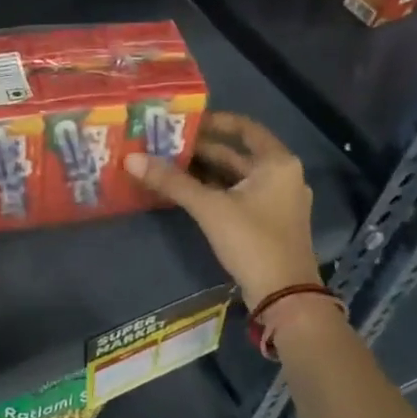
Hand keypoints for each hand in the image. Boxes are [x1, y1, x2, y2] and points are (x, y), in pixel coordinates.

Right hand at [124, 112, 320, 308]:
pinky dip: (213, 190)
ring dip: (204, 171)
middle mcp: (282, 175)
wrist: (284, 296)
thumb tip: (131, 159)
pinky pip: (238, 195)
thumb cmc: (252, 241)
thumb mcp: (210, 208)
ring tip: (167, 164)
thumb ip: (172, 181)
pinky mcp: (268, 221)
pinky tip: (185, 191)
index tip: (184, 121)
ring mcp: (277, 200)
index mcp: (277, 162)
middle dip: (201, 149)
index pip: (245, 128)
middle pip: (237, 153)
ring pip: (235, 176)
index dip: (215, 121)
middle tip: (164, 144)